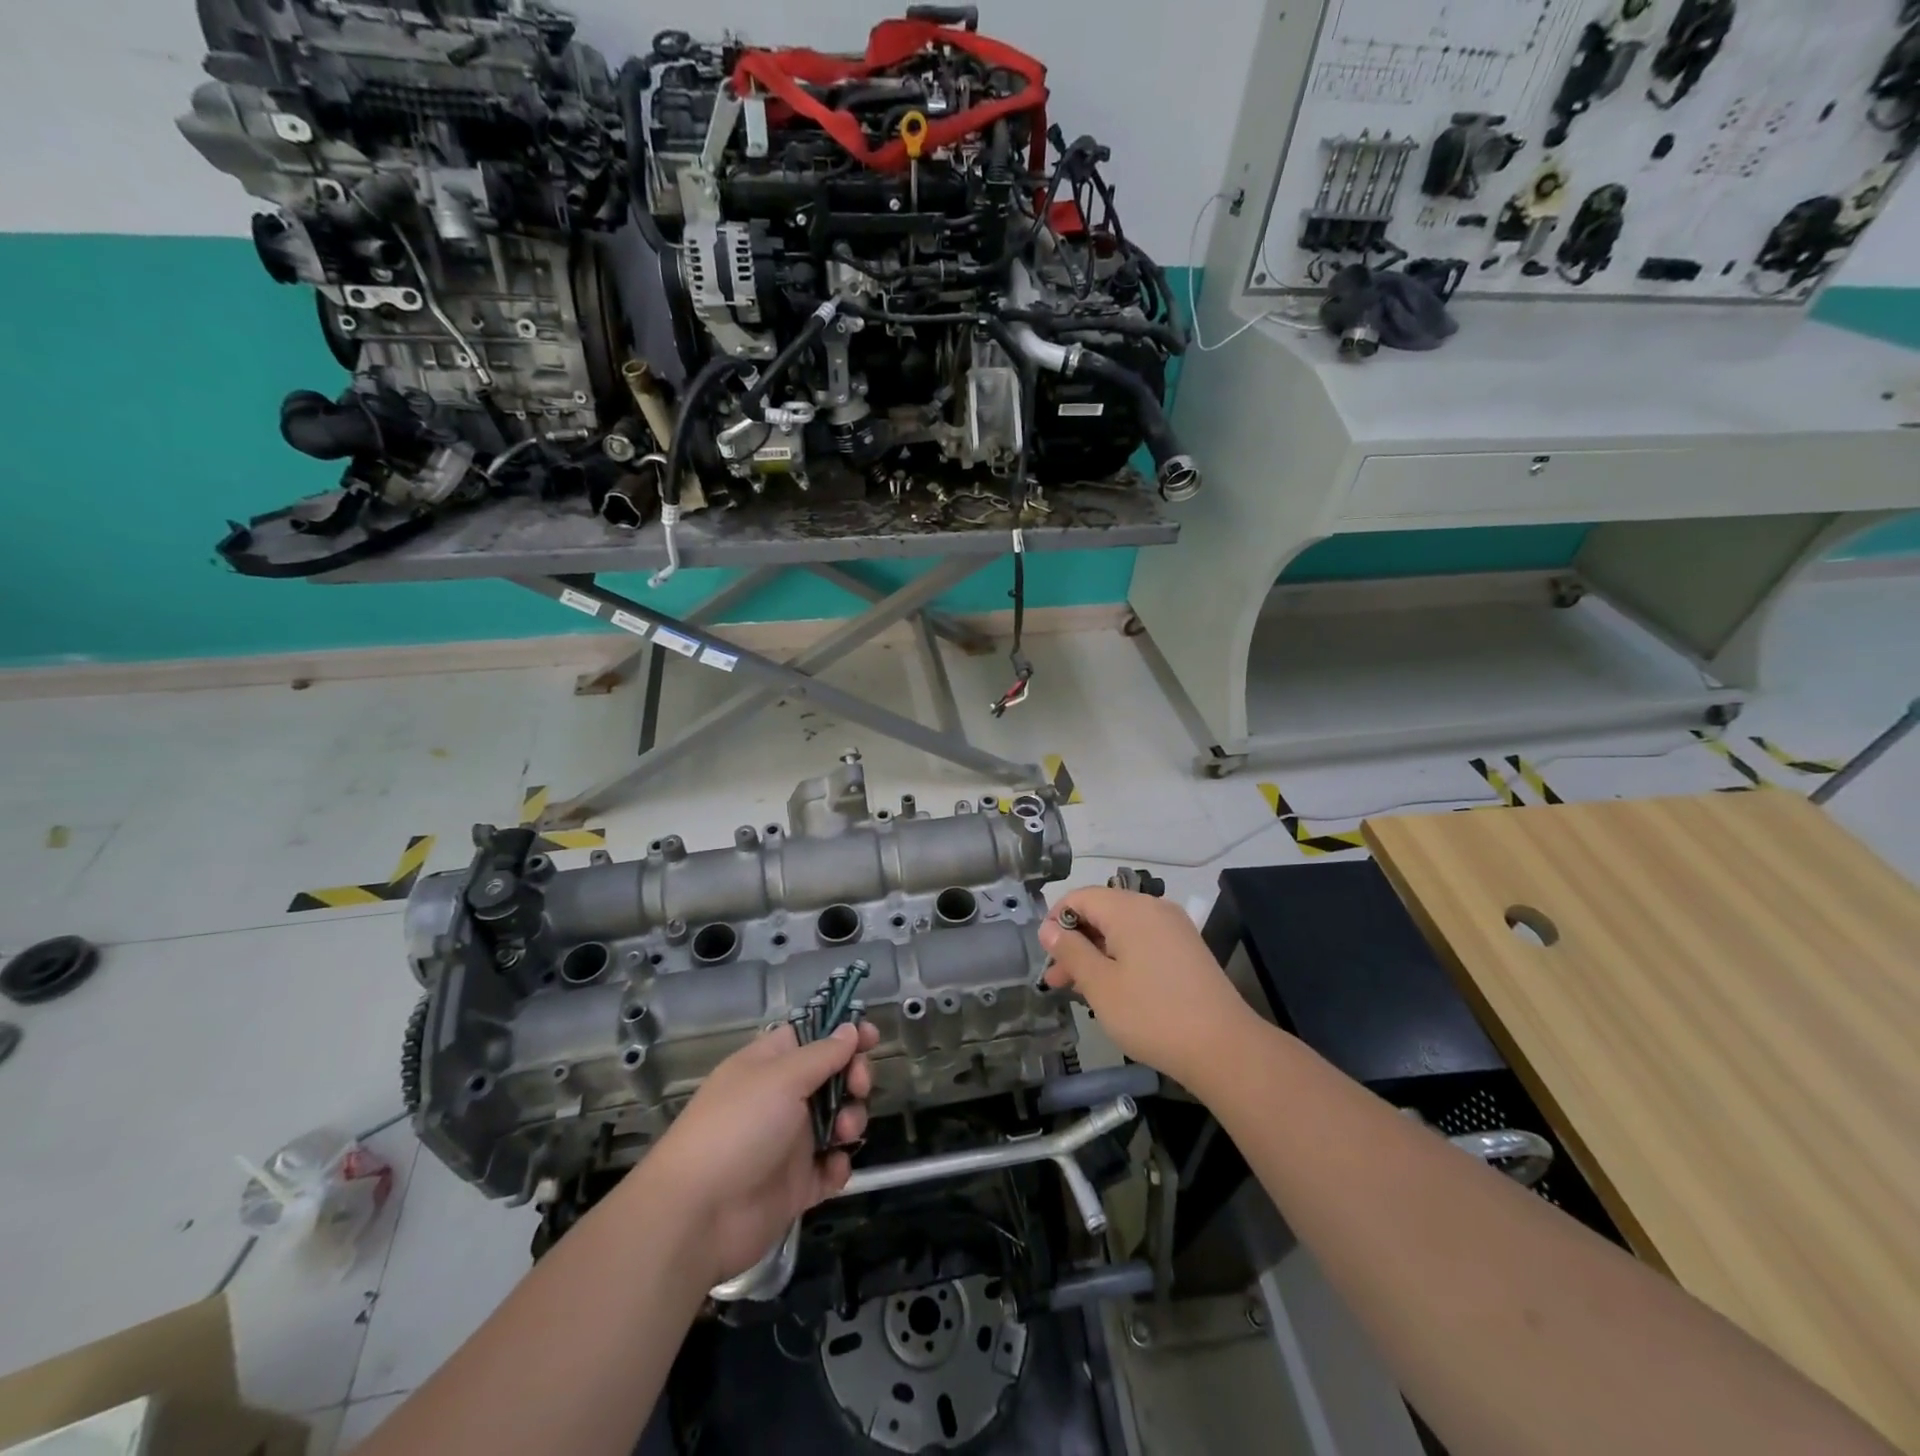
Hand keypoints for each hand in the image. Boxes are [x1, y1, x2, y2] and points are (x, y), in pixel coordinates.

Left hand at [638, 1020, 878, 1286]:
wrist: (697, 1217)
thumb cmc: (737, 1129)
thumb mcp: (781, 1079)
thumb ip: (822, 1054)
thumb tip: (849, 1029)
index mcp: (770, 1066)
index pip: (811, 1037)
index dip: (842, 1034)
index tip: (872, 1037)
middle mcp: (781, 1100)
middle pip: (832, 1077)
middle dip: (854, 1078)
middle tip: (858, 1087)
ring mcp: (789, 1143)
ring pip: (837, 1121)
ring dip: (850, 1121)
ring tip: (842, 1134)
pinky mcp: (796, 1186)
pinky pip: (830, 1169)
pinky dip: (838, 1167)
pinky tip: (832, 1168)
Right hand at [1038, 888, 1257, 1090]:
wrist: (1224, 1047)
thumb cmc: (1152, 1014)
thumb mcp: (1100, 985)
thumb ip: (1071, 951)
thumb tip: (1048, 928)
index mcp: (1129, 909)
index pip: (1080, 897)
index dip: (1056, 920)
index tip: (1045, 955)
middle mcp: (1153, 908)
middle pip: (1102, 911)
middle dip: (1075, 941)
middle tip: (1057, 980)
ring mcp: (1174, 928)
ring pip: (1122, 929)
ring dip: (1097, 952)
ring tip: (1080, 989)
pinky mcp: (1187, 949)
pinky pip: (1143, 941)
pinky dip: (1122, 957)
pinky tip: (1114, 988)